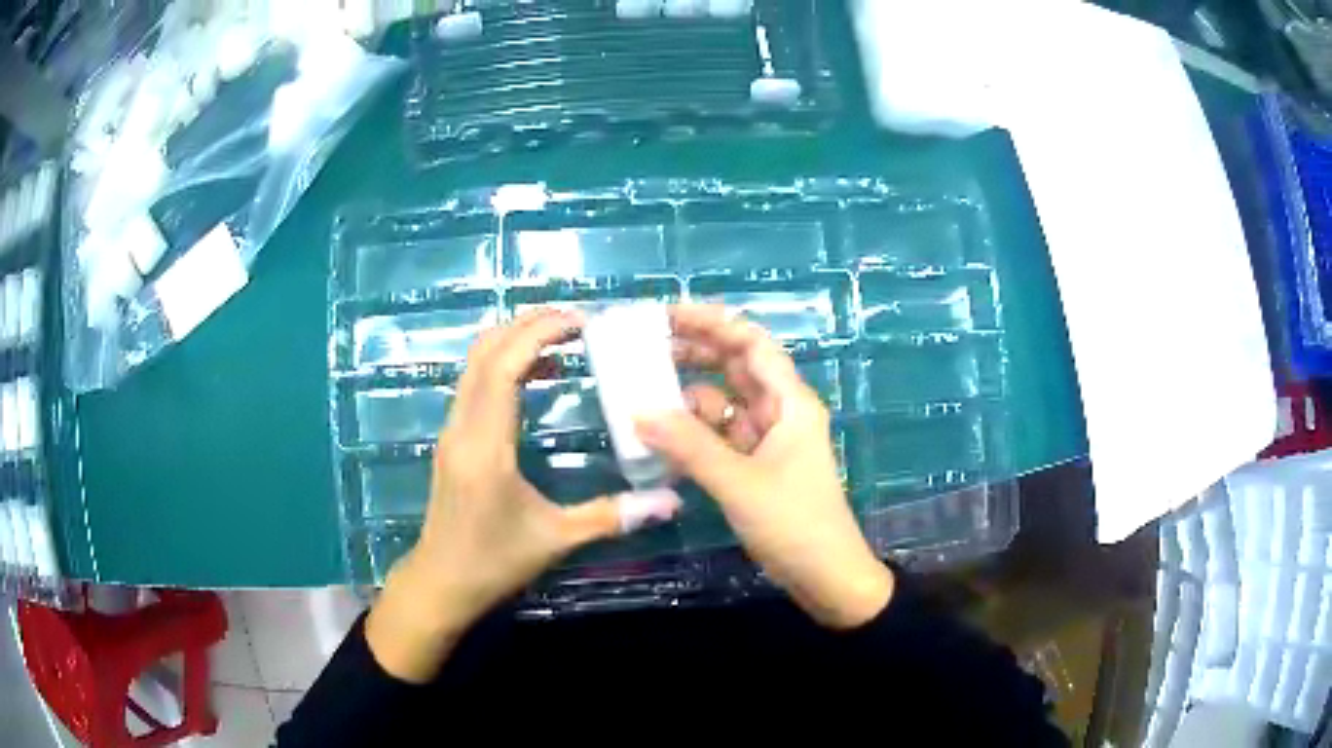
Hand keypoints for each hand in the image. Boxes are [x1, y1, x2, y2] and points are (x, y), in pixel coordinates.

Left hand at [367, 308, 681, 681]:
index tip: (581, 321)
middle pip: (484, 351)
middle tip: (577, 321)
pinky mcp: (452, 438)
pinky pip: (475, 383)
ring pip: (475, 363)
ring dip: (514, 340)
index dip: (539, 333)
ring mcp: (452, 430)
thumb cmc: (494, 562)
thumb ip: (612, 516)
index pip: (503, 366)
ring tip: (563, 339)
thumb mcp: (556, 540)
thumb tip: (671, 502)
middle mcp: (462, 426)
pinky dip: (504, 363)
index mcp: (485, 445)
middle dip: (527, 325)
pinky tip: (538, 374)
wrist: (441, 583)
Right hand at [637, 304, 893, 628]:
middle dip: (696, 351)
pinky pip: (721, 437)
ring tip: (643, 391)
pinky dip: (694, 434)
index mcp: (789, 402)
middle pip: (736, 367)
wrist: (826, 577)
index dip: (712, 322)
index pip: (751, 344)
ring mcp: (769, 441)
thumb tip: (638, 411)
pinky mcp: (757, 467)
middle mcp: (780, 412)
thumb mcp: (739, 483)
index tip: (668, 314)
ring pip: (725, 403)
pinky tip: (663, 437)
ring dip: (689, 397)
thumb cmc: (794, 523)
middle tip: (646, 345)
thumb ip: (689, 446)